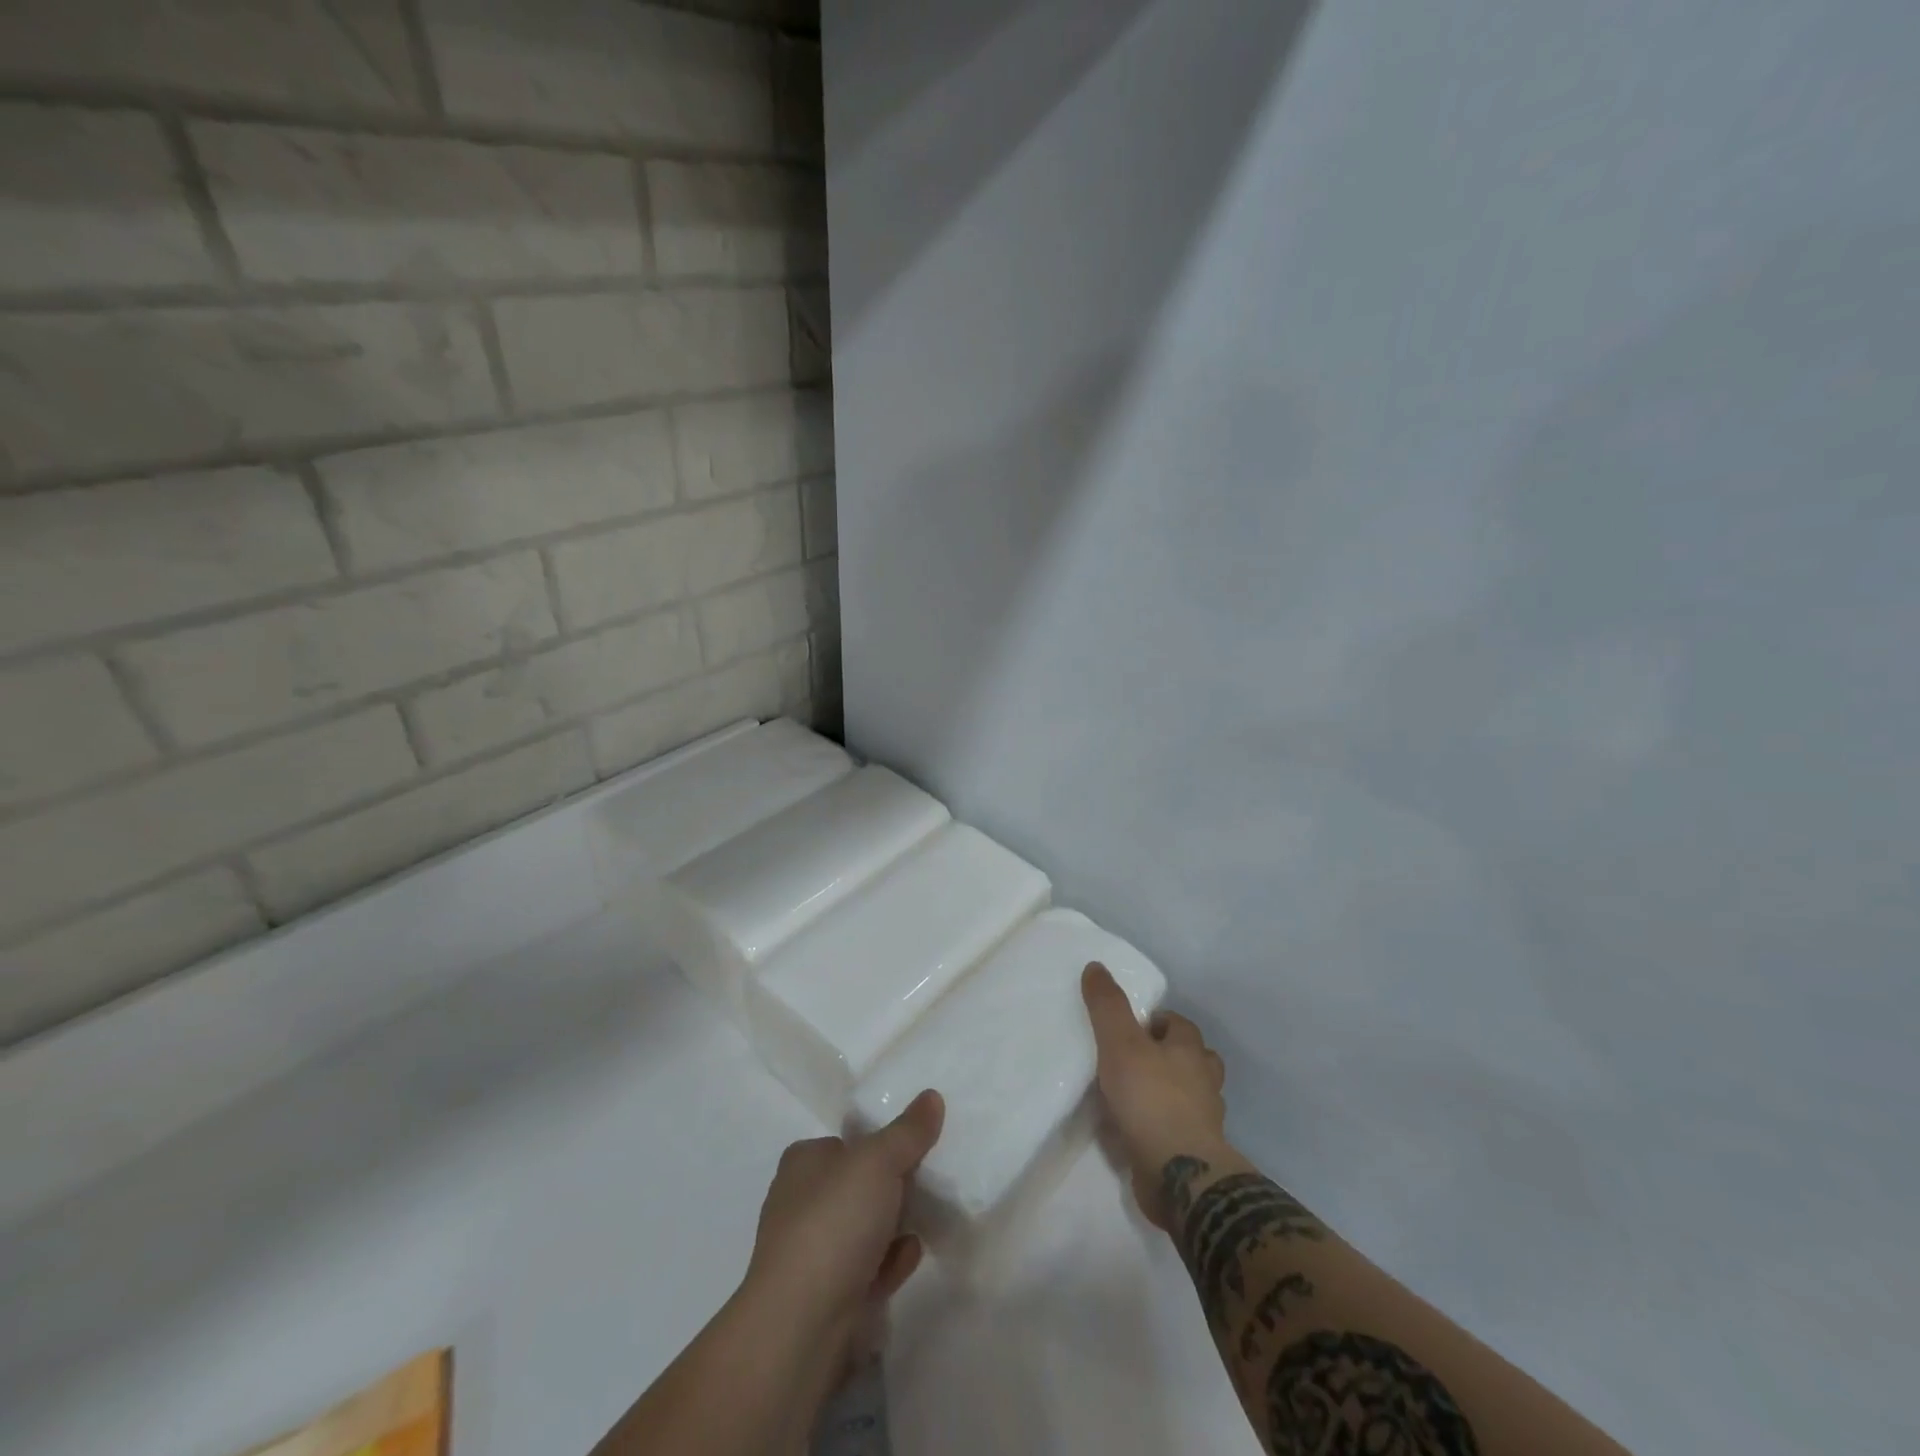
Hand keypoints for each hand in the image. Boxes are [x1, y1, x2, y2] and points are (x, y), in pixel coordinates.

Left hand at [741, 1089, 943, 1342]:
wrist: (800, 1325)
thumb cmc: (833, 1223)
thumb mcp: (878, 1162)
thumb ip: (908, 1131)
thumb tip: (932, 1096)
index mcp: (803, 1162)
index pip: (846, 1142)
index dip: (879, 1143)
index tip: (916, 1148)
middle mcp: (800, 1203)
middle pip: (857, 1185)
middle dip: (893, 1187)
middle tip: (929, 1183)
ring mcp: (811, 1253)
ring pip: (863, 1229)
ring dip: (895, 1226)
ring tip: (929, 1218)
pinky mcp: (825, 1297)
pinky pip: (867, 1269)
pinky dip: (889, 1262)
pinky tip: (912, 1257)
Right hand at [1082, 962, 1228, 1229]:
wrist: (1179, 1175)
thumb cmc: (1151, 1099)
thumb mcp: (1120, 1043)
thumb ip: (1108, 1006)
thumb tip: (1096, 966)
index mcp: (1191, 1051)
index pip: (1180, 1025)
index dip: (1157, 1021)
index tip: (1132, 1027)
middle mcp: (1204, 1083)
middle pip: (1192, 1060)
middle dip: (1169, 1057)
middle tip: (1133, 1059)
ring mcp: (1204, 1122)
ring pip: (1189, 1097)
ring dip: (1167, 1094)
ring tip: (1132, 1095)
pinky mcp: (1194, 1155)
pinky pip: (1177, 1132)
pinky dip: (1160, 1128)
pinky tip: (1134, 1132)